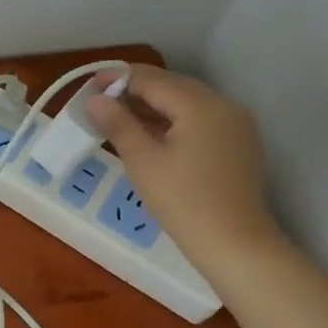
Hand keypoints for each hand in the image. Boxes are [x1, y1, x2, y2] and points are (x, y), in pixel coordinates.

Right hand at [86, 66, 286, 266]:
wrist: (236, 247)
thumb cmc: (184, 202)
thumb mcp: (143, 161)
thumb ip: (118, 124)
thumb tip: (95, 100)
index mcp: (201, 105)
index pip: (152, 80)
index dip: (118, 80)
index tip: (90, 87)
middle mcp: (223, 106)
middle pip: (172, 86)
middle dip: (135, 90)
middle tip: (101, 102)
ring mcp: (235, 125)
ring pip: (186, 103)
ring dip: (153, 106)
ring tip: (119, 117)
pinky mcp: (238, 144)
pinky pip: (199, 120)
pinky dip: (173, 121)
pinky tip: (150, 134)